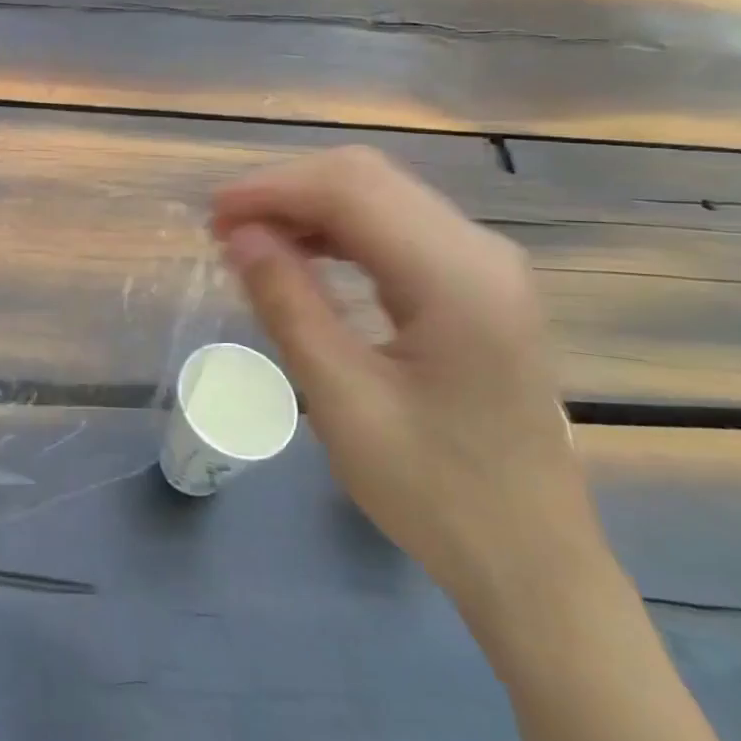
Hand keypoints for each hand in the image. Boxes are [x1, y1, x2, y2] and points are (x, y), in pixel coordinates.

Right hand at [212, 147, 606, 624]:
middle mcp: (480, 251)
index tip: (210, 214)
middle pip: (368, 179)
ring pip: (381, 196)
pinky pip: (396, 228)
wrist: (530, 561)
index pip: (351, 191)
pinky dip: (338, 229)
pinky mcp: (477, 285)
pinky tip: (301, 256)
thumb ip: (289, 305)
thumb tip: (239, 236)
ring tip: (250, 240)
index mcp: (456, 278)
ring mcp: (485, 265)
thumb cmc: (434, 491)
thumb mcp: (343, 400)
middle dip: (286, 190)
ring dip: (309, 206)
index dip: (272, 190)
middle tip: (223, 227)